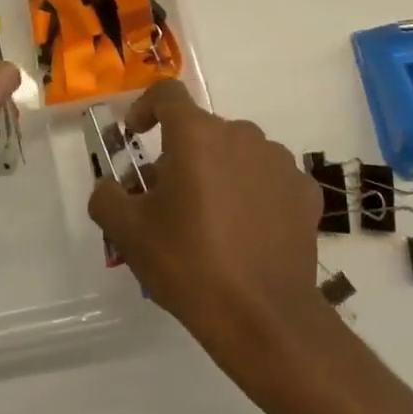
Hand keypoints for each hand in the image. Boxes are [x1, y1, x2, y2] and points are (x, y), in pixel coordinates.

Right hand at [88, 80, 326, 363]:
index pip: (167, 94)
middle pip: (202, 130)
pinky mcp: (305, 192)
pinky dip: (254, 194)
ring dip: (219, 173)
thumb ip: (107, 197)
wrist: (265, 319)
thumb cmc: (190, 265)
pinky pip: (268, 179)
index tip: (136, 135)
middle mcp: (241, 134)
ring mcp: (279, 161)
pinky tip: (248, 234)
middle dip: (181, 155)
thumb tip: (112, 187)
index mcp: (196, 134)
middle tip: (169, 200)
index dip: (145, 107)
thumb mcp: (129, 234)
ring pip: (237, 153)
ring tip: (211, 222)